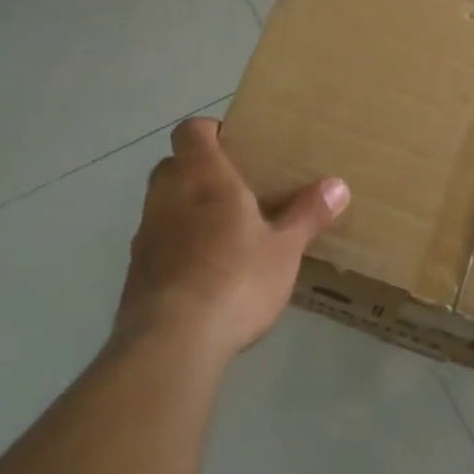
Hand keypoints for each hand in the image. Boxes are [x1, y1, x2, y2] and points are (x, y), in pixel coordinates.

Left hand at [118, 117, 349, 364]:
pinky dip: (176, 246)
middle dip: (197, 170)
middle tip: (234, 189)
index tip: (234, 143)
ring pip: (162, 204)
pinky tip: (203, 273)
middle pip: (173, 165)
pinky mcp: (135, 272)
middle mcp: (167, 196)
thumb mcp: (284, 250)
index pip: (190, 131)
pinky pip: (157, 243)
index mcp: (204, 178)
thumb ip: (307, 214)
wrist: (171, 344)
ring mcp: (146, 234)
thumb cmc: (235, 280)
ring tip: (222, 232)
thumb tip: (338, 185)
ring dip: (185, 209)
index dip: (208, 130)